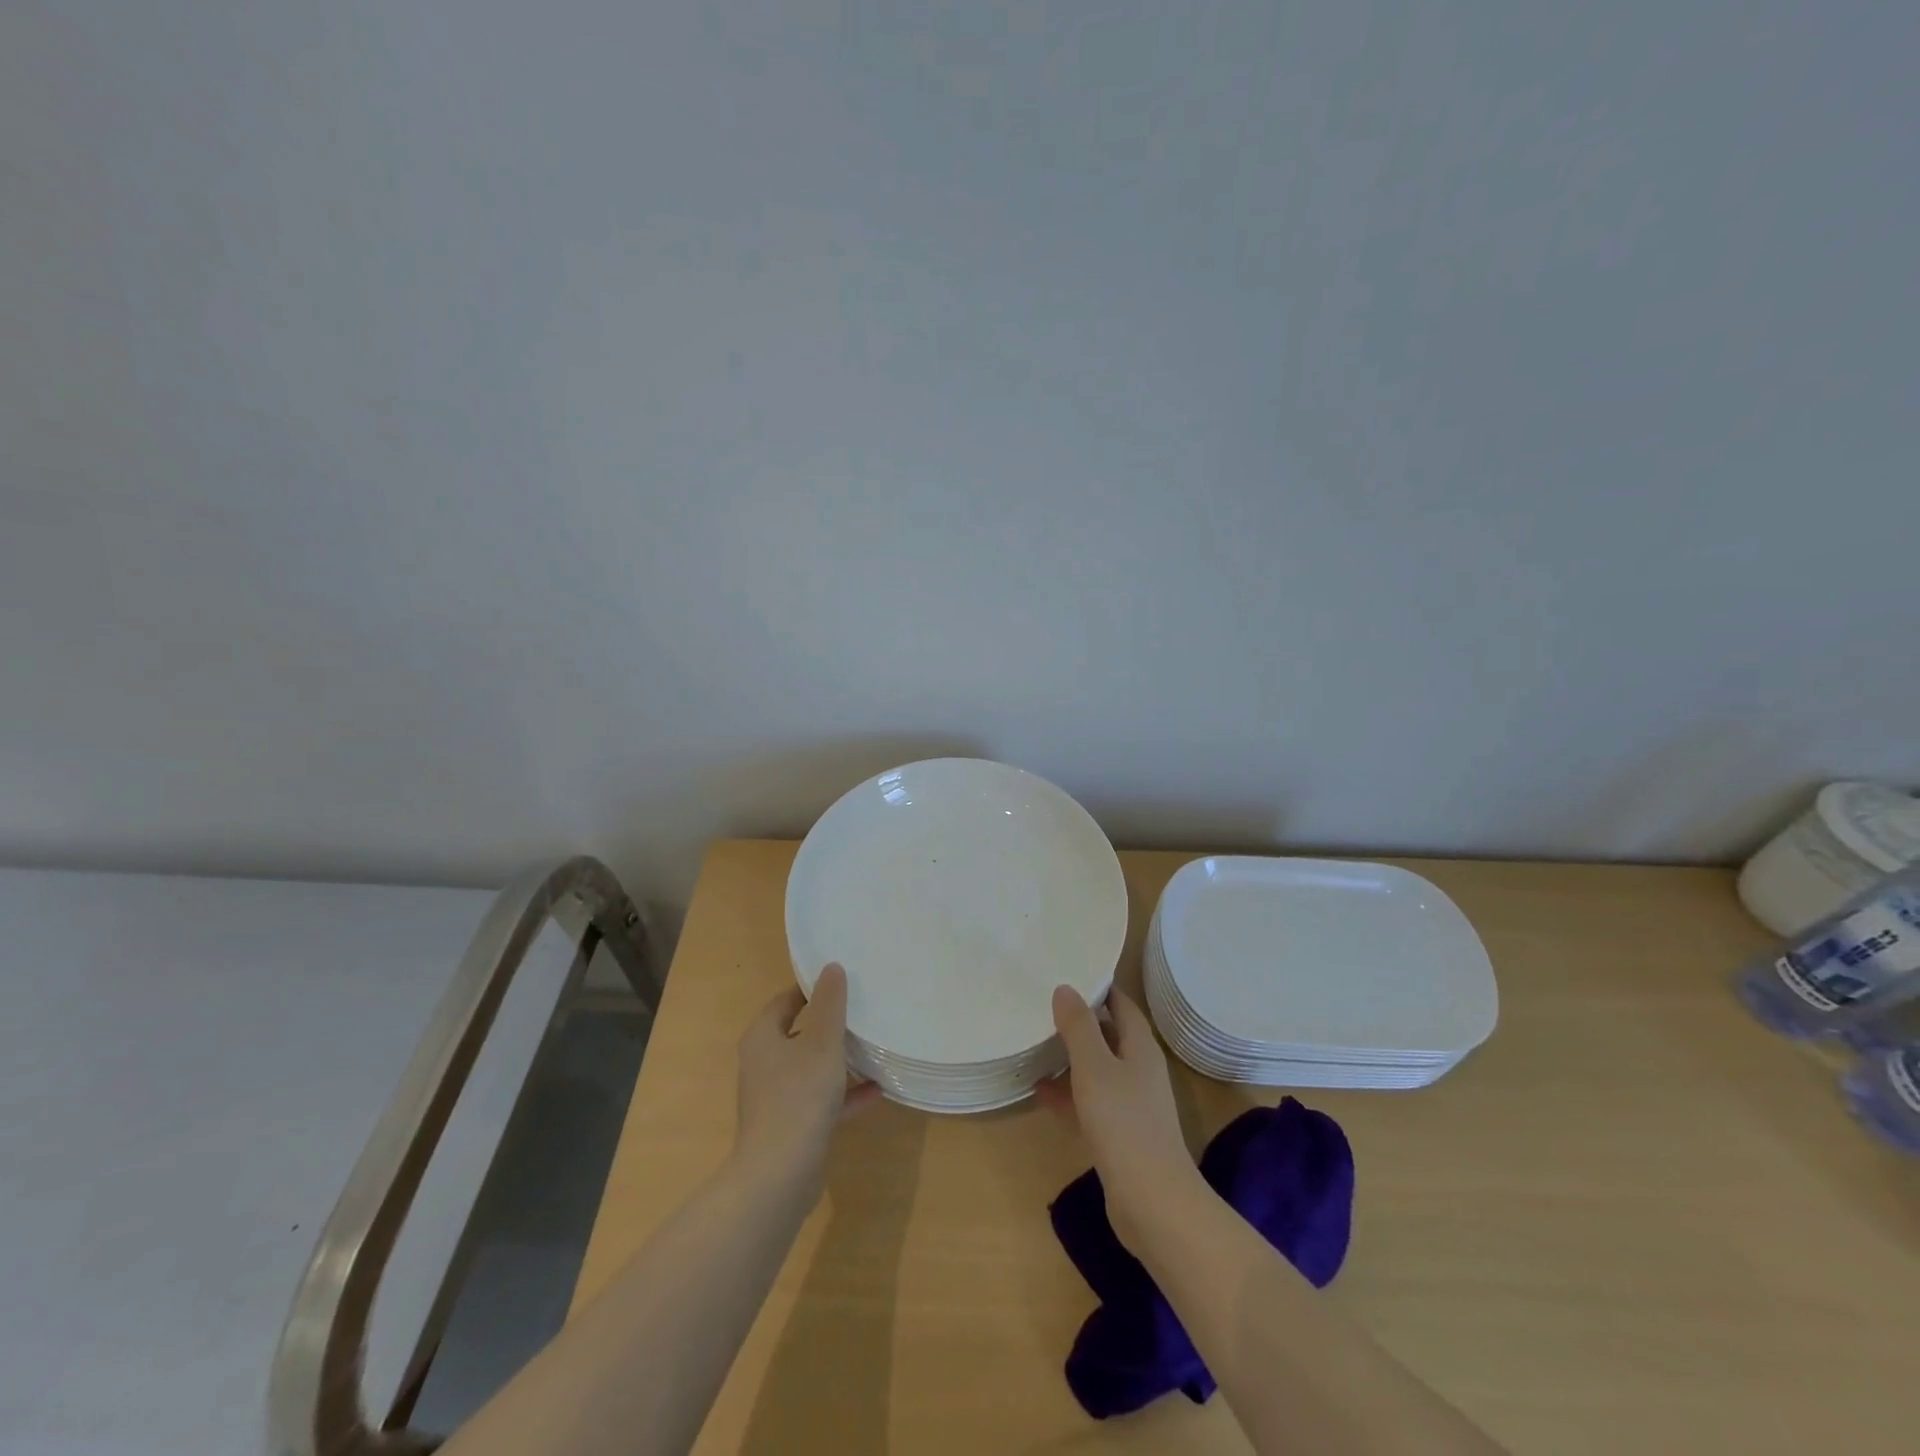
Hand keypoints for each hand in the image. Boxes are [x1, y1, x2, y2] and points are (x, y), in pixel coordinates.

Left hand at [733, 964, 878, 1195]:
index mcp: (762, 1037)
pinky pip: (821, 1099)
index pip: (785, 1000)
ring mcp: (776, 1097)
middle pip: (798, 1033)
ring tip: (872, 1046)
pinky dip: (845, 1093)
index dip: (811, 988)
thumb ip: (830, 1004)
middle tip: (861, 1008)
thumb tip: (832, 967)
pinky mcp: (792, 1125)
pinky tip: (876, 1090)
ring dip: (839, 1059)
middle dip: (829, 1023)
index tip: (842, 980)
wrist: (780, 1175)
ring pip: (811, 1067)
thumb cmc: (799, 1096)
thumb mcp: (822, 1043)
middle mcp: (764, 1064)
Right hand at [1039, 985, 1196, 1243]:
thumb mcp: (1094, 1068)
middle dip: (1078, 1022)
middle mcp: (1139, 1070)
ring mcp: (1131, 1104)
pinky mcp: (1120, 1134)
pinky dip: (1068, 1093)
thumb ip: (1079, 1027)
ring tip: (1034, 1043)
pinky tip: (1039, 1091)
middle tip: (1042, 1005)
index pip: (1120, 1004)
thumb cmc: (1124, 1124)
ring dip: (1070, 1058)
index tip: (1066, 973)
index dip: (1097, 988)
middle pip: (1108, 1035)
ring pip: (1097, 1069)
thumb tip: (1065, 988)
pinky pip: (1090, 1101)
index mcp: (1141, 1047)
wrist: (1153, 1203)